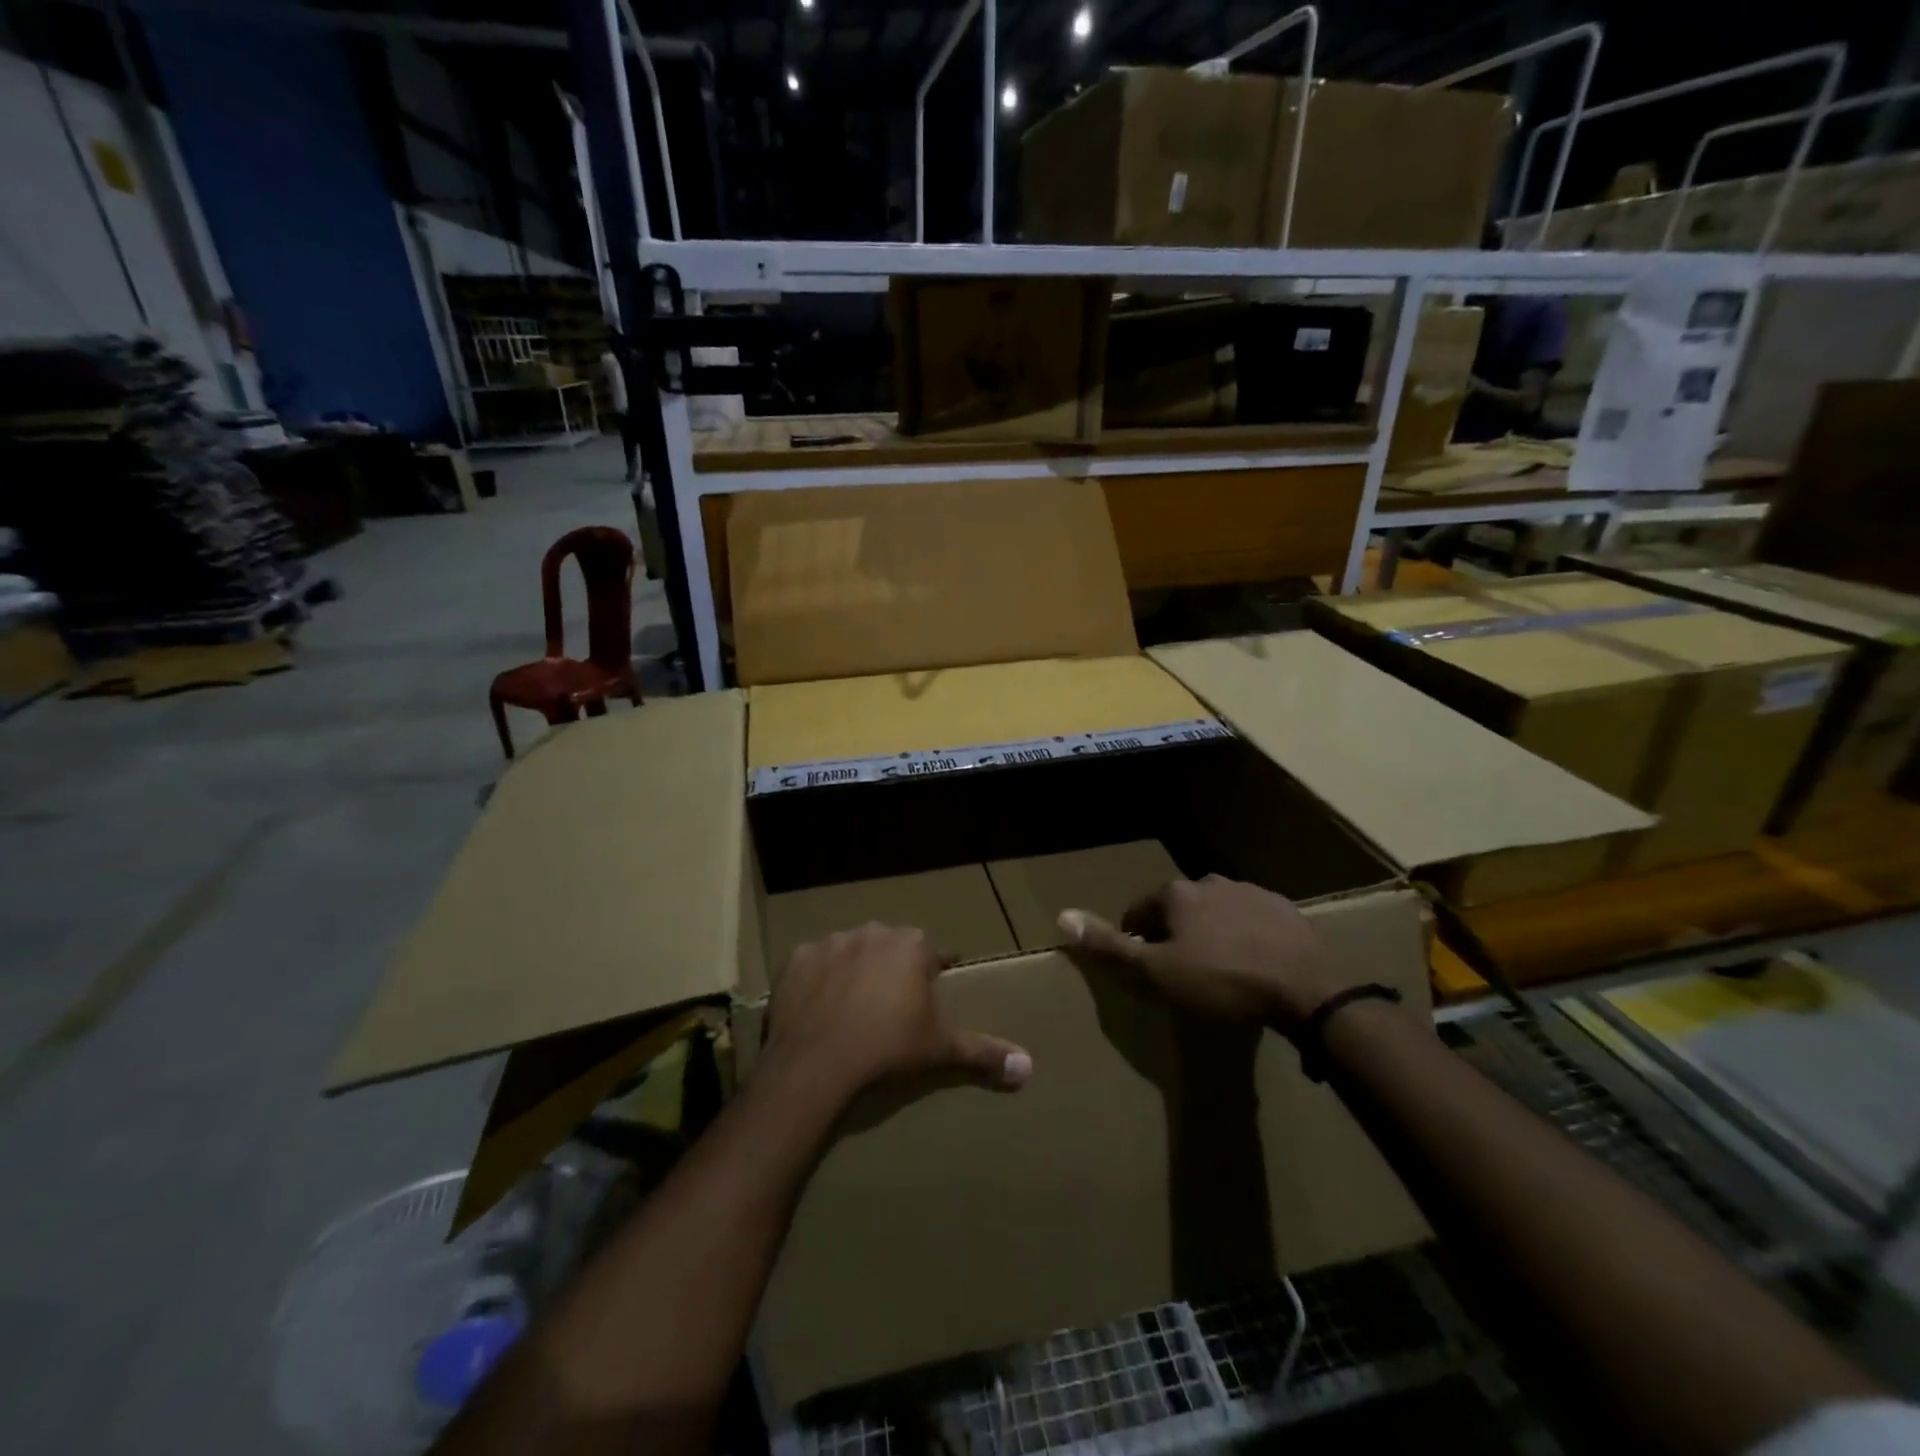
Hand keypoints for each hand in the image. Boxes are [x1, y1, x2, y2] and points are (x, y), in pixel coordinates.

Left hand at [762, 923, 1032, 1100]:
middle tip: (893, 1006)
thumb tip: (1028, 1067)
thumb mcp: (940, 1049)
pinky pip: (815, 963)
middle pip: (893, 947)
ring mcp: (832, 941)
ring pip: (853, 950)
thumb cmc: (887, 1049)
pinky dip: (819, 979)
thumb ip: (984, 1052)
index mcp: (912, 946)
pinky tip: (819, 1006)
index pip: (936, 953)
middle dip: (895, 969)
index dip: (936, 973)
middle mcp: (874, 932)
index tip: (933, 993)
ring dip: (856, 969)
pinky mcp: (797, 958)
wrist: (816, 1063)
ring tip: (854, 1006)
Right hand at [1057, 875, 1338, 1033]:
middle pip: (1178, 908)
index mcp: (1176, 894)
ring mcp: (1250, 891)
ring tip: (1219, 970)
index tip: (1145, 968)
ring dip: (1209, 932)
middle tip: (1182, 972)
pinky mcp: (1284, 908)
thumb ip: (1110, 946)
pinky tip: (1254, 963)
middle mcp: (1209, 881)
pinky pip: (1250, 919)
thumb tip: (1062, 916)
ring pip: (1215, 911)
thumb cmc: (1222, 981)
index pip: (1139, 911)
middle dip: (1173, 934)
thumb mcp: (1157, 972)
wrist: (1308, 988)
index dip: (1136, 940)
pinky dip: (1244, 935)